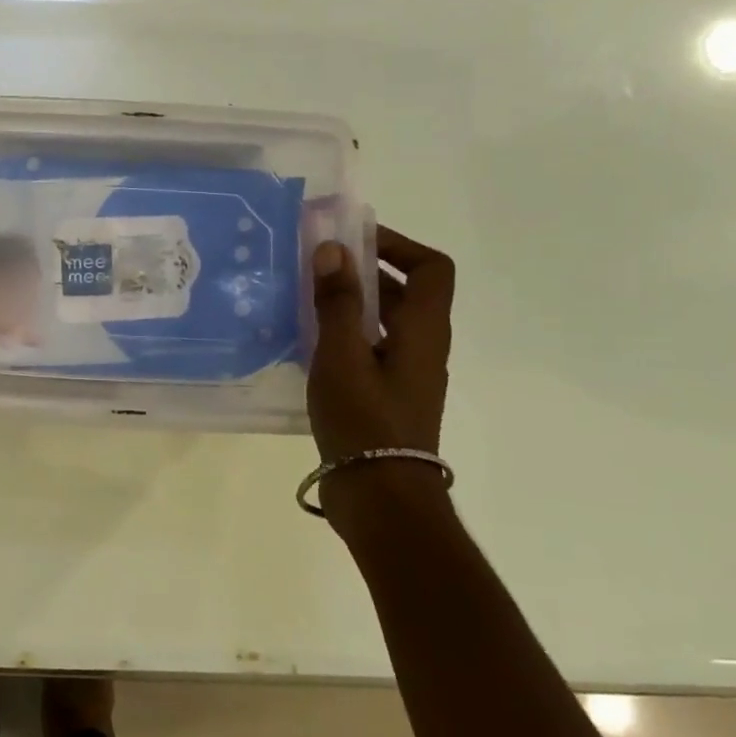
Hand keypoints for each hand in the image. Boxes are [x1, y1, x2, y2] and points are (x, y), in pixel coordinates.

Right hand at [307, 226, 454, 465]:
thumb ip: (337, 302)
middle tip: (318, 264)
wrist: (380, 498)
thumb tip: (334, 249)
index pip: (431, 269)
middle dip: (364, 270)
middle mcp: (422, 348)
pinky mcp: (386, 398)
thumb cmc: (364, 421)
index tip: (353, 238)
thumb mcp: (341, 356)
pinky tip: (307, 343)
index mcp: (423, 332)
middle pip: (405, 293)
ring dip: (351, 303)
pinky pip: (369, 349)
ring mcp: (405, 376)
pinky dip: (344, 335)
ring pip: (385, 322)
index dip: (398, 245)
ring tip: (305, 299)